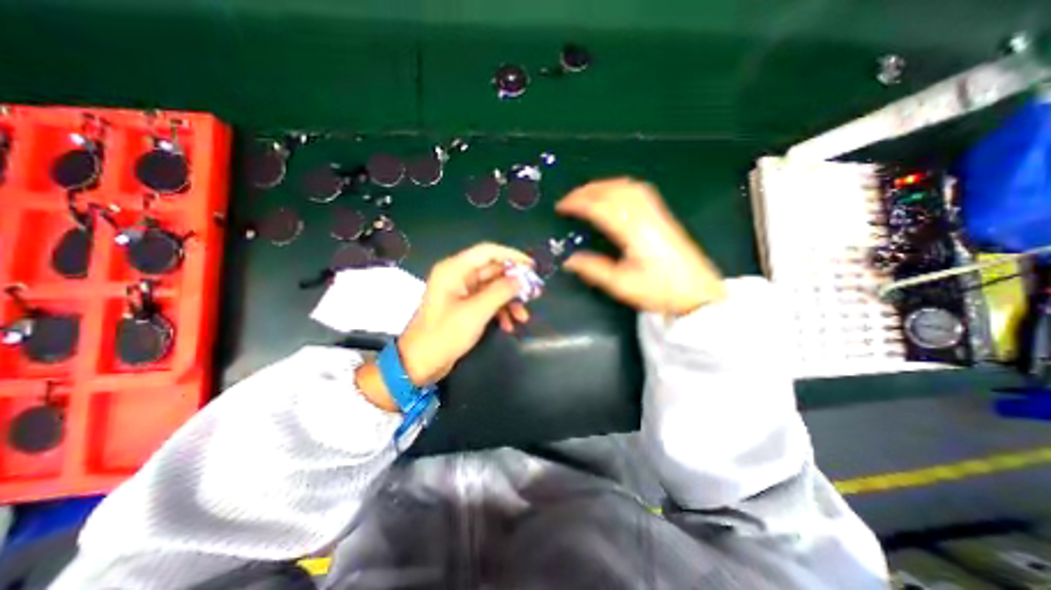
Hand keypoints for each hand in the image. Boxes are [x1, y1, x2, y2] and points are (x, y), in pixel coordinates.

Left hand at [397, 241, 533, 384]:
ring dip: (509, 300)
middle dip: (514, 283)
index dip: (512, 256)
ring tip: (524, 316)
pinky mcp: (465, 306)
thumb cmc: (444, 335)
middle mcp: (458, 276)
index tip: (532, 267)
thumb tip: (522, 280)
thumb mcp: (476, 312)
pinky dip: (500, 311)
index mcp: (455, 269)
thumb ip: (501, 292)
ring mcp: (461, 291)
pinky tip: (509, 325)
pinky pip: (488, 301)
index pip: (488, 251)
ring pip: (493, 287)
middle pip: (493, 270)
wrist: (420, 363)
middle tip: (535, 293)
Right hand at [557, 179, 722, 314]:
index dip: (578, 203)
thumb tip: (569, 261)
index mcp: (632, 232)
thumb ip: (593, 270)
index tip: (562, 207)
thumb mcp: (621, 285)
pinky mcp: (663, 216)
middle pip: (613, 191)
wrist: (697, 293)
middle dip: (587, 190)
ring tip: (586, 193)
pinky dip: (620, 187)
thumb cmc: (659, 290)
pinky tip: (614, 194)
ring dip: (603, 185)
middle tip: (569, 199)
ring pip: (627, 187)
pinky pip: (639, 191)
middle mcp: (645, 217)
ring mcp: (656, 214)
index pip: (600, 207)